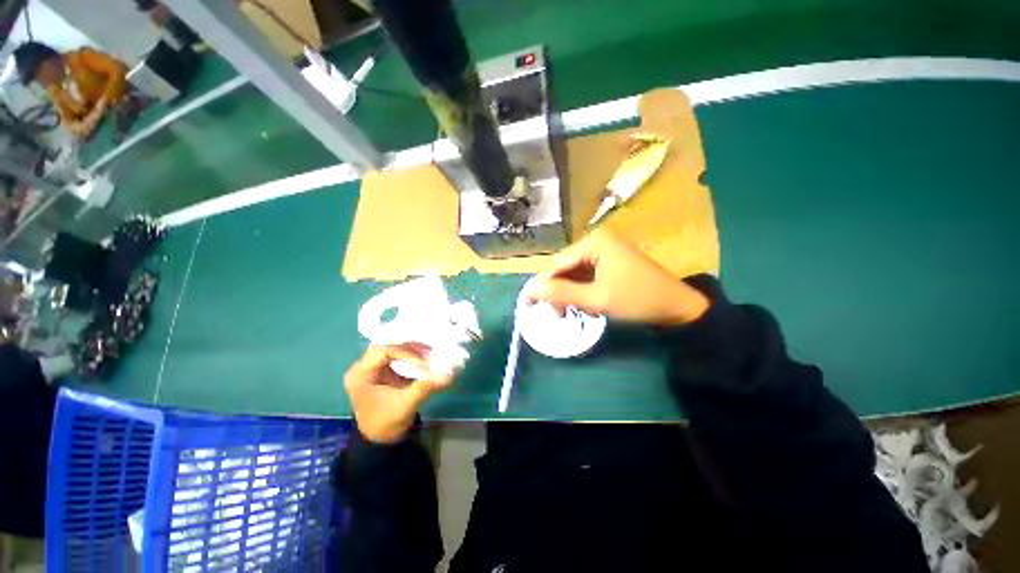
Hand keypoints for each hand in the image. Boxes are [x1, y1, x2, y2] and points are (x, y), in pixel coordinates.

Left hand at [344, 344, 453, 443]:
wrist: (382, 440)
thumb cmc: (386, 423)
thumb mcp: (405, 405)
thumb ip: (425, 387)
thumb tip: (448, 375)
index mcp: (360, 374)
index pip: (383, 350)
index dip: (405, 352)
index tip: (424, 361)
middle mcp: (365, 366)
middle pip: (389, 345)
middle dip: (411, 346)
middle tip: (430, 349)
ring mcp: (375, 367)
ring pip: (396, 347)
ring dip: (414, 349)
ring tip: (432, 353)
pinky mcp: (386, 370)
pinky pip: (401, 355)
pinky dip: (414, 355)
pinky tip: (428, 357)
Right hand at [525, 230, 709, 325]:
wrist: (677, 306)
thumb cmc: (637, 299)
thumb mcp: (597, 299)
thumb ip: (562, 293)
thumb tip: (531, 289)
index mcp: (593, 243)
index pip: (557, 264)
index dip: (542, 285)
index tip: (529, 305)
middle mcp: (596, 241)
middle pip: (564, 267)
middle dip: (559, 291)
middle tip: (559, 314)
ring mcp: (603, 251)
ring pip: (573, 273)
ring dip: (570, 293)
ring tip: (574, 312)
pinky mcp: (608, 262)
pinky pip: (585, 276)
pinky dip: (582, 291)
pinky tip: (586, 304)